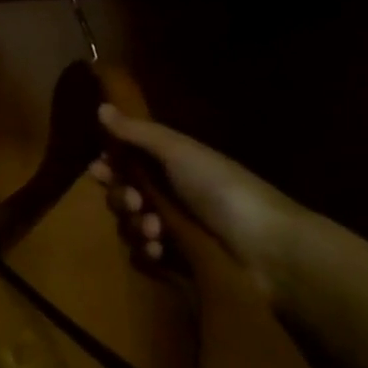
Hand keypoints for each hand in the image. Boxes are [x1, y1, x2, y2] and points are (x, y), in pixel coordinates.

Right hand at [88, 106, 315, 298]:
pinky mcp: (179, 261)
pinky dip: (147, 251)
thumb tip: (100, 107)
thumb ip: (137, 132)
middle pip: (123, 193)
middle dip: (120, 196)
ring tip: (154, 229)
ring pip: (130, 224)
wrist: (269, 248)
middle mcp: (170, 194)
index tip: (98, 169)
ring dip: (134, 224)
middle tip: (133, 200)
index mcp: (171, 165)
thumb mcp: (178, 151)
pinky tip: (159, 250)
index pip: (126, 161)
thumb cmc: (222, 189)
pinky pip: (145, 255)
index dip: (109, 165)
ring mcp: (174, 229)